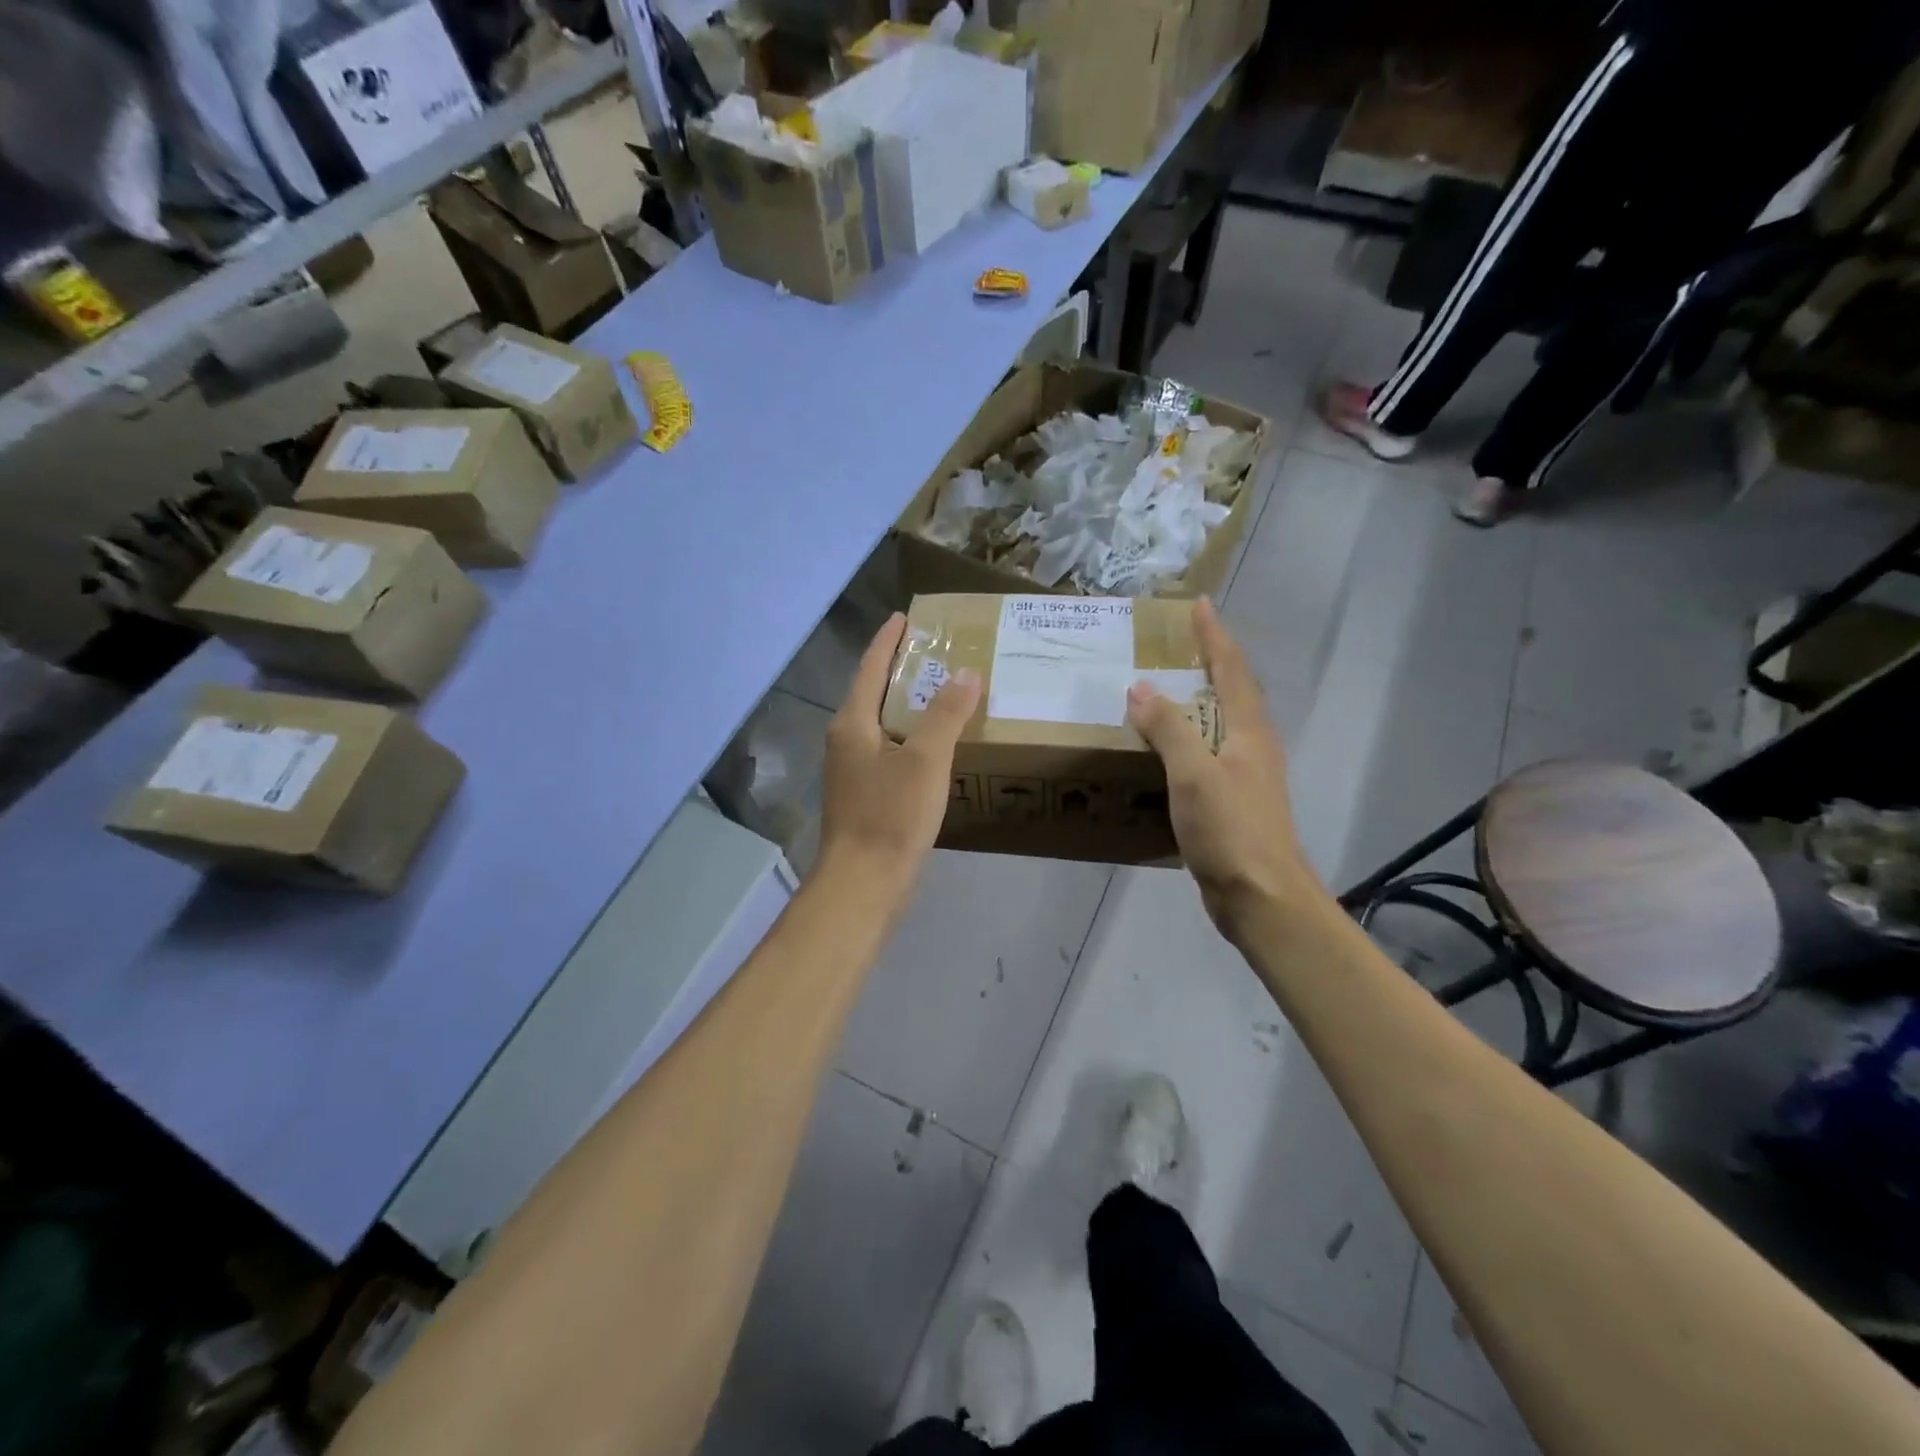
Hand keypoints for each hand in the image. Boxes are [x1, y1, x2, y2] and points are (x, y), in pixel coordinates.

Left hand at [819, 614, 981, 894]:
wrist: (864, 883)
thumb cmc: (891, 815)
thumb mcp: (925, 760)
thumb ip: (946, 714)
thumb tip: (966, 673)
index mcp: (852, 723)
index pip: (870, 666)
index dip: (888, 639)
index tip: (904, 616)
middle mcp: (845, 740)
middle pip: (874, 693)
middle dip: (901, 670)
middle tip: (937, 652)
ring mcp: (852, 770)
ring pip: (882, 724)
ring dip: (908, 706)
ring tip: (943, 692)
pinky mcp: (865, 795)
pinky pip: (889, 751)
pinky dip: (911, 738)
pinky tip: (935, 746)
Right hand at [1126, 599, 1319, 939]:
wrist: (1263, 898)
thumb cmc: (1231, 831)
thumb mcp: (1194, 774)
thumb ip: (1168, 729)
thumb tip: (1140, 688)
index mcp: (1249, 731)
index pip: (1231, 669)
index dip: (1214, 637)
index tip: (1199, 605)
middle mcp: (1253, 746)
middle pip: (1234, 691)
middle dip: (1211, 661)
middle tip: (1179, 642)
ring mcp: (1246, 776)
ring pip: (1222, 723)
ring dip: (1199, 699)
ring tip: (1166, 688)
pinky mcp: (1234, 803)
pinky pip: (1208, 754)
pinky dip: (1188, 738)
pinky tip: (1167, 750)